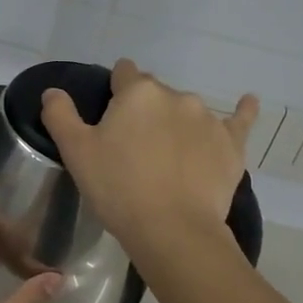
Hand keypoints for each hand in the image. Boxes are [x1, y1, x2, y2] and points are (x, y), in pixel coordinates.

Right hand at [40, 58, 257, 250]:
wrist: (173, 230)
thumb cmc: (118, 188)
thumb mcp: (76, 152)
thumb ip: (60, 115)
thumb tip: (53, 91)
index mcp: (138, 91)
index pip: (124, 73)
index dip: (114, 91)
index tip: (110, 117)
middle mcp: (176, 95)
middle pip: (155, 94)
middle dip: (144, 111)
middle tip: (133, 148)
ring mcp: (208, 118)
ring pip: (187, 111)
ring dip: (176, 123)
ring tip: (168, 158)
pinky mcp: (232, 144)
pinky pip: (240, 120)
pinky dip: (243, 111)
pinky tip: (249, 102)